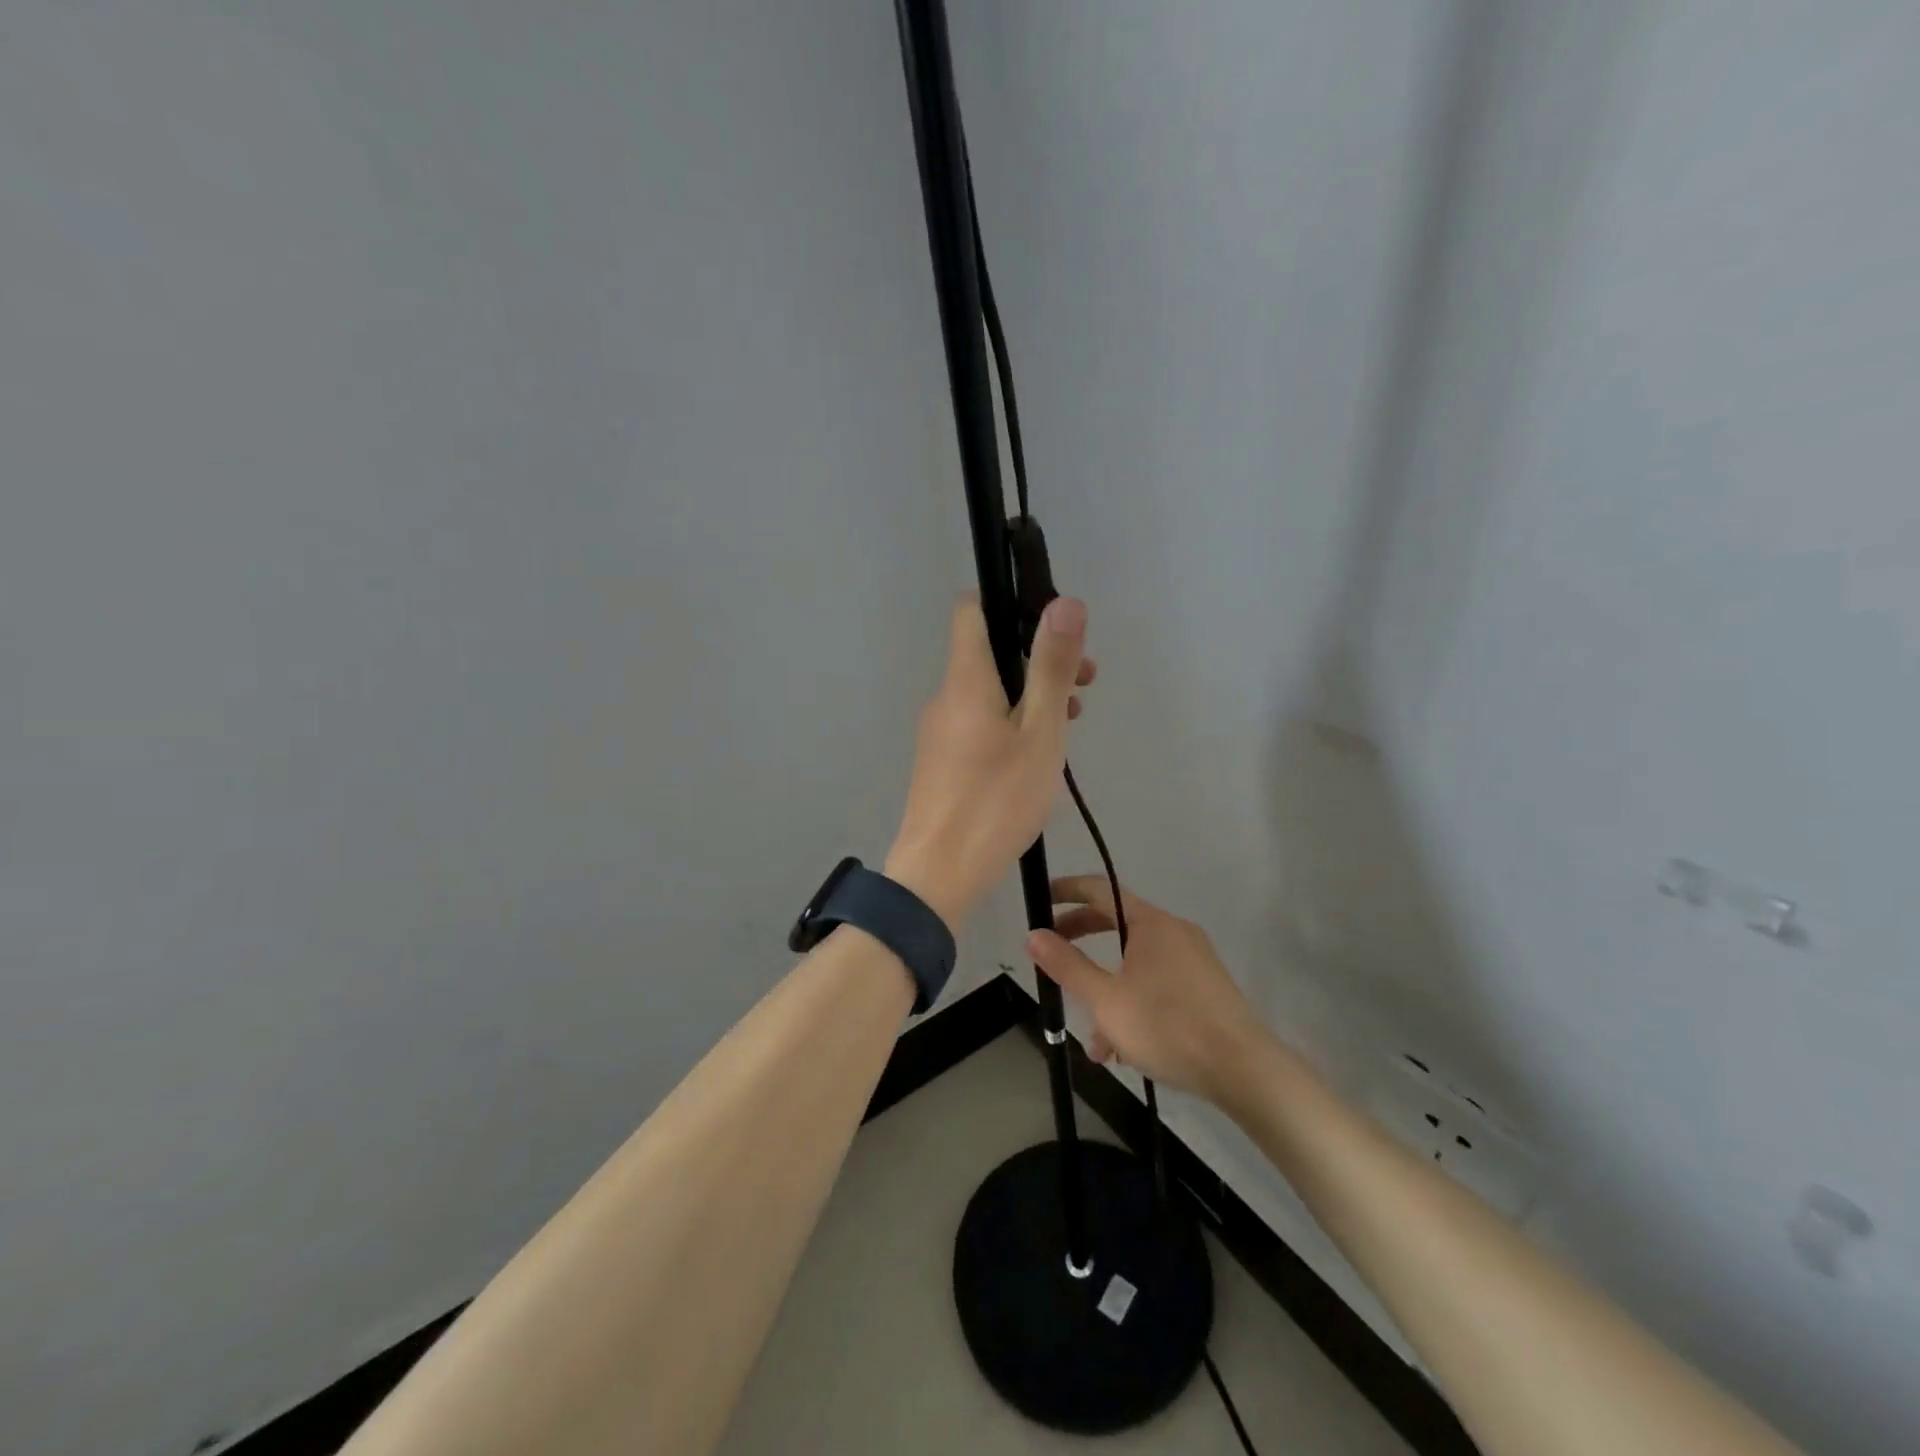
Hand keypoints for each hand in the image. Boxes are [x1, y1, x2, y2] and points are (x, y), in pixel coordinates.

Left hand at [885, 596, 1093, 927]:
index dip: (1011, 603)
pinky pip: (979, 722)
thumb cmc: (996, 801)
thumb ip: (1051, 667)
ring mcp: (940, 730)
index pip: (972, 609)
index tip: (1054, 626)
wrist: (938, 873)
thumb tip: (1065, 601)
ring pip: (989, 691)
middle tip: (1085, 681)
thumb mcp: (1039, 733)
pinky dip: (1012, 721)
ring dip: (1031, 692)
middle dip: (1038, 655)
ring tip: (1072, 718)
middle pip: (989, 652)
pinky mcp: (942, 760)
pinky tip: (1039, 753)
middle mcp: (946, 697)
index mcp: (965, 679)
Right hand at [1027, 876, 1265, 1102]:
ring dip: (1107, 991)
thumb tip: (1034, 935)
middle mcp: (1174, 931)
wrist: (1245, 1070)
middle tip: (1052, 957)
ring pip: (1135, 964)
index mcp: (1150, 923)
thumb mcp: (1105, 1000)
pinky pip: (1157, 984)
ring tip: (1093, 1039)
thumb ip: (1067, 965)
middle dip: (1081, 941)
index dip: (1066, 890)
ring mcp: (1194, 960)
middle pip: (1116, 924)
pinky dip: (1133, 1004)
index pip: (1099, 888)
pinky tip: (1124, 1050)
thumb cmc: (1168, 1026)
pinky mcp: (1206, 989)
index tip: (1040, 900)